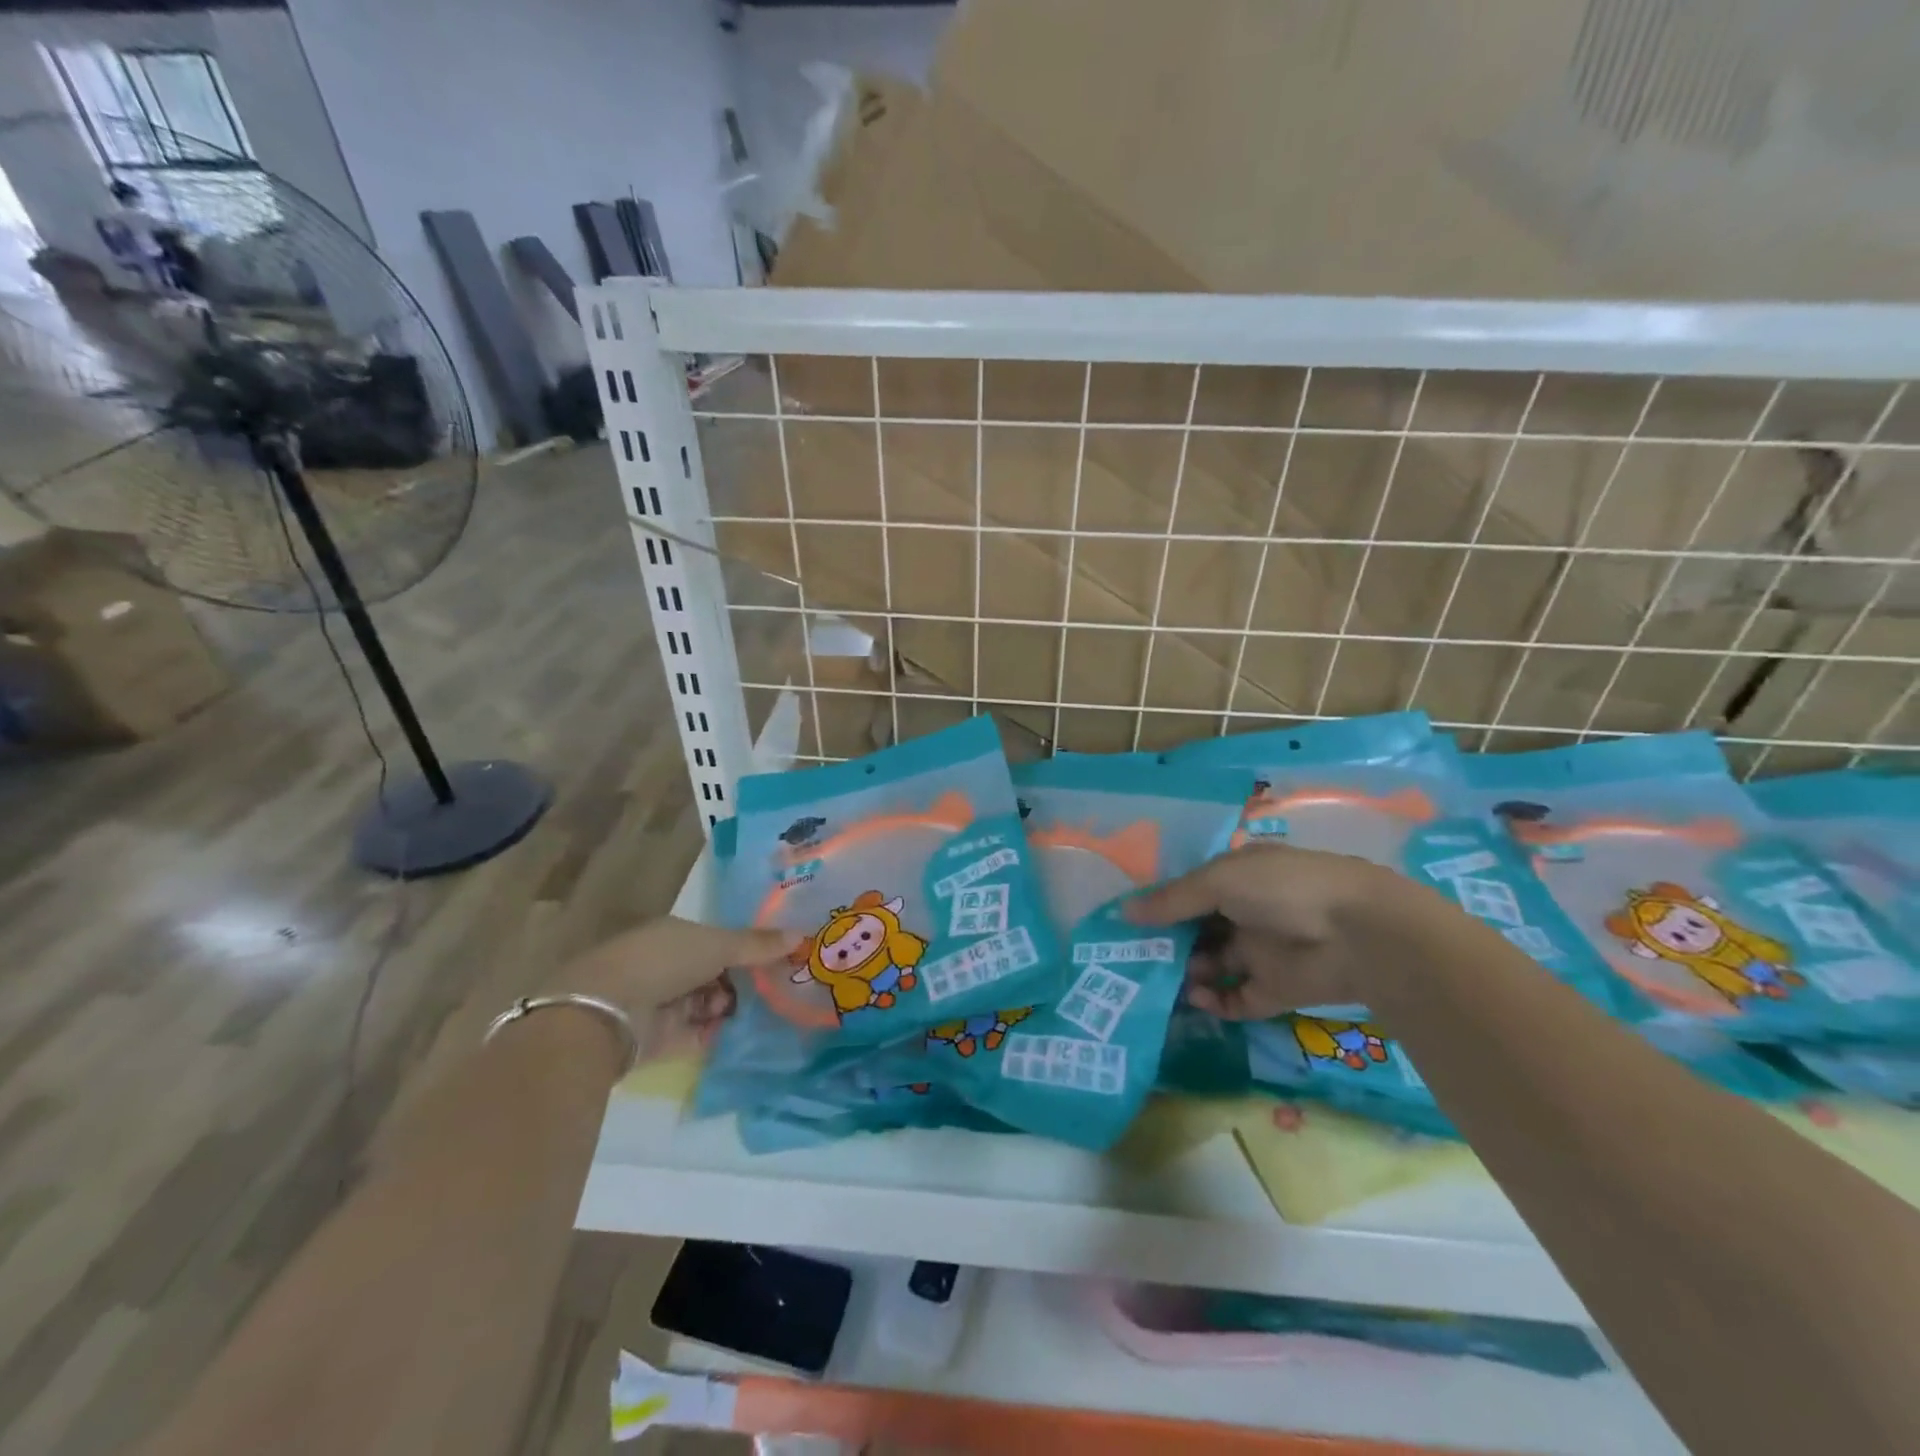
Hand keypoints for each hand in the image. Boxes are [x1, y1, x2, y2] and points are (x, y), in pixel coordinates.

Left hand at [555, 918, 796, 1049]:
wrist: (606, 1013)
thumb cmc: (663, 962)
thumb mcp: (718, 945)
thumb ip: (758, 945)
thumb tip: (802, 935)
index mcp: (674, 934)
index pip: (716, 940)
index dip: (744, 949)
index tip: (774, 960)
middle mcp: (665, 965)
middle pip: (713, 972)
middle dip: (739, 982)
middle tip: (771, 989)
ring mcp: (660, 1002)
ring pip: (707, 1003)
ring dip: (727, 1007)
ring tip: (747, 1011)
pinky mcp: (657, 1039)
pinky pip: (696, 1034)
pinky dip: (714, 1033)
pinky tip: (735, 1033)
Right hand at [1127, 843, 1402, 1019]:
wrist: (1360, 934)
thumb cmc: (1283, 889)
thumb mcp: (1220, 881)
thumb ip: (1172, 900)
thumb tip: (1123, 913)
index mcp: (1236, 878)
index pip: (1190, 891)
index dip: (1161, 905)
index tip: (1127, 923)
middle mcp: (1245, 912)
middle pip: (1197, 930)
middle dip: (1167, 943)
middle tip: (1132, 959)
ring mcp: (1260, 952)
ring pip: (1212, 965)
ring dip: (1186, 973)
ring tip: (1158, 982)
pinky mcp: (1275, 989)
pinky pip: (1236, 998)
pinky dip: (1215, 1002)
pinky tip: (1196, 999)